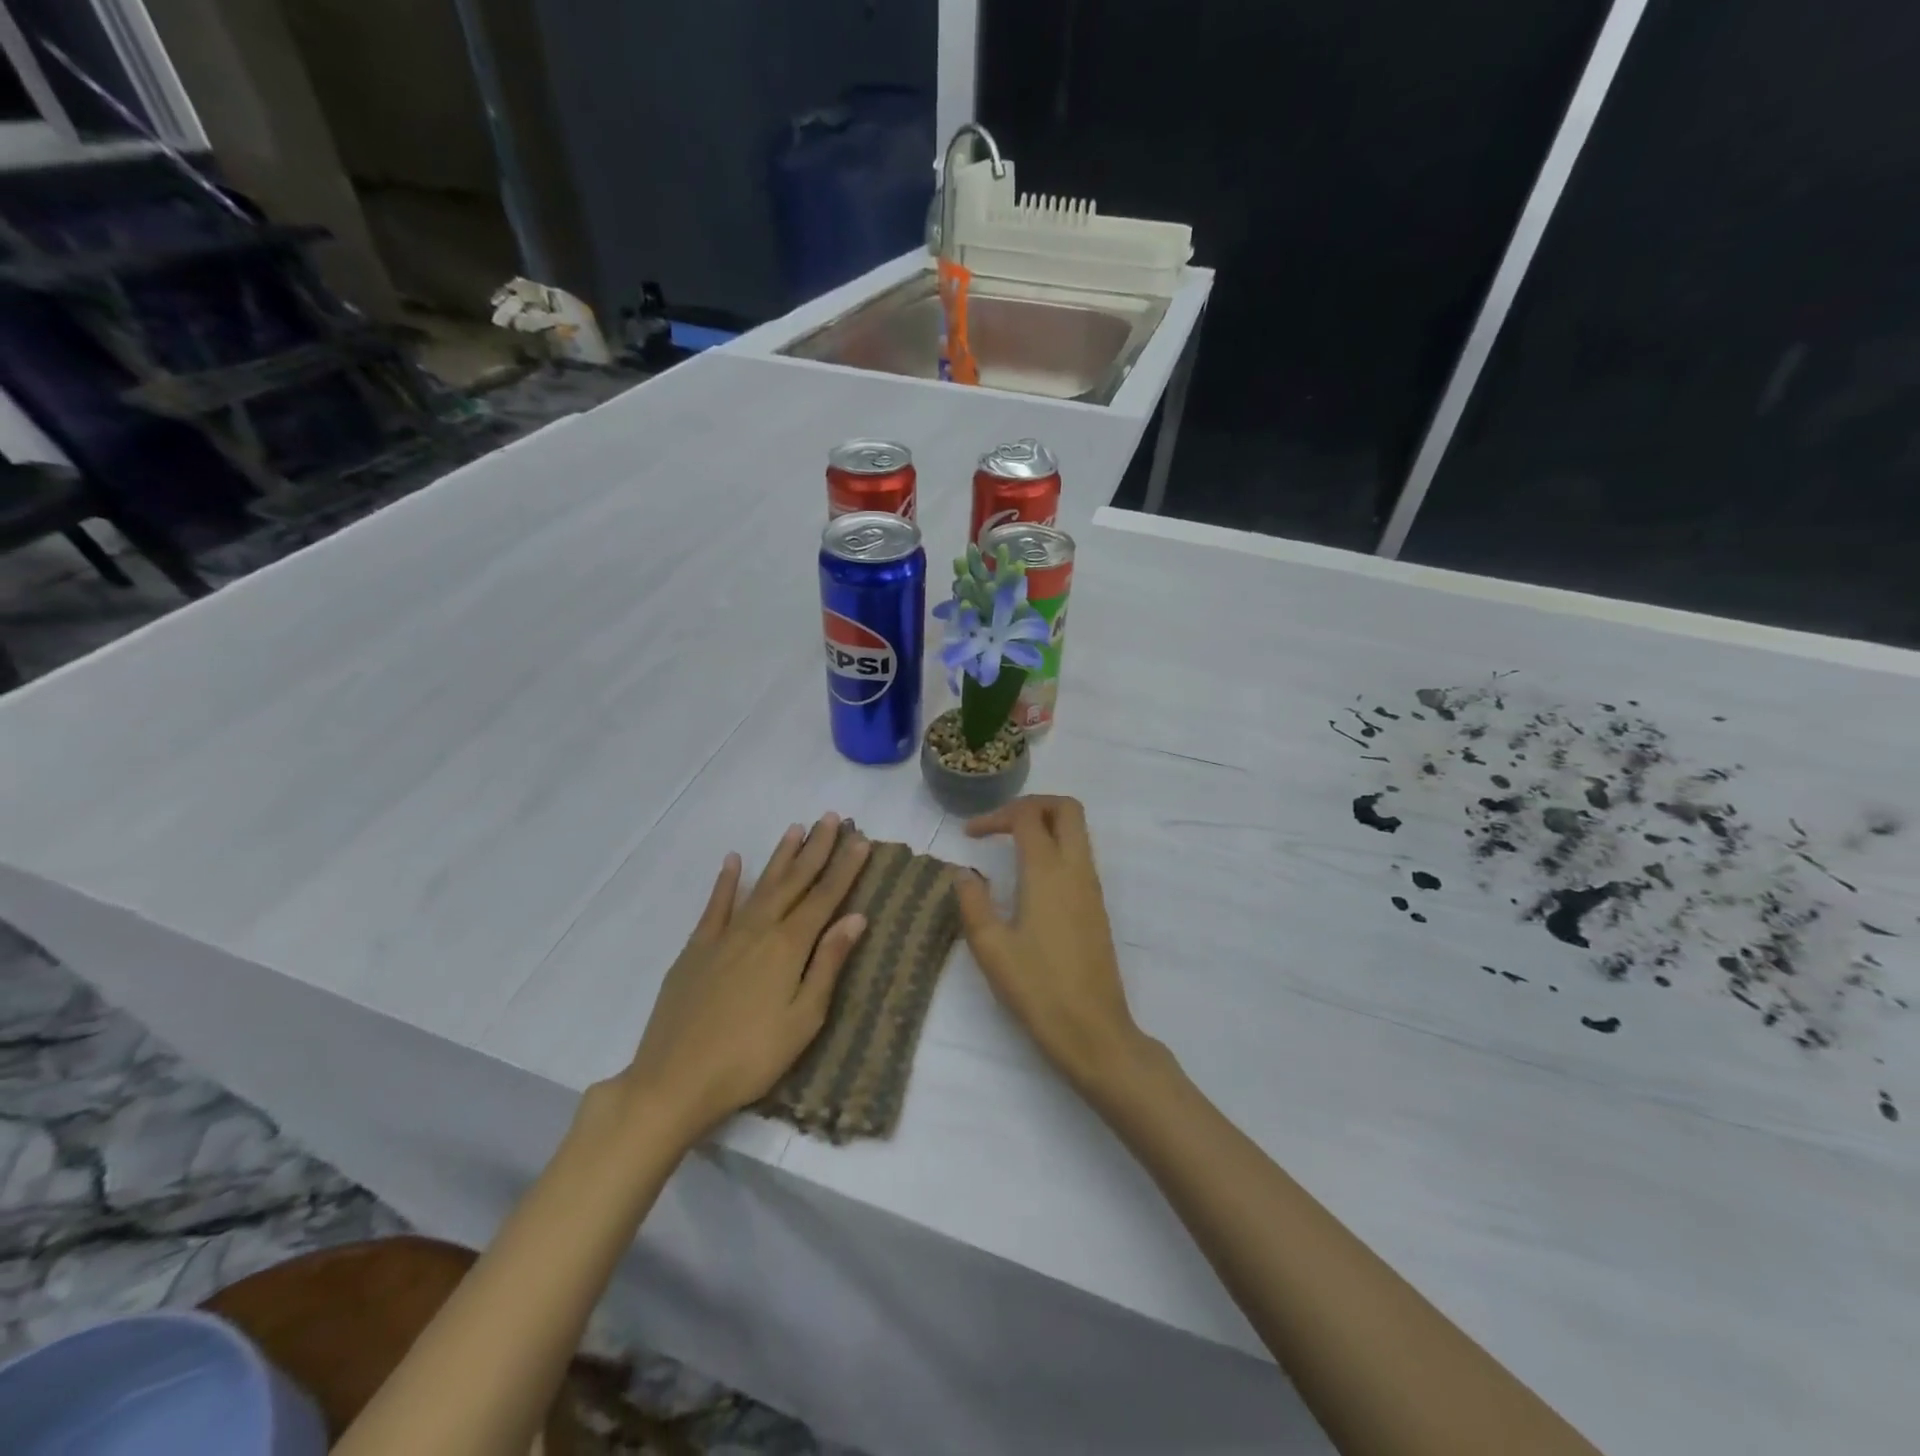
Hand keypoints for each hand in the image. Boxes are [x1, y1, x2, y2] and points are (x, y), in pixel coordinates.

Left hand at [617, 814, 871, 1142]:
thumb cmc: (751, 1057)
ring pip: (760, 885)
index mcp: (789, 946)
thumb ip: (828, 964)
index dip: (845, 868)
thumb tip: (856, 917)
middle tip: (831, 818)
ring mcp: (724, 936)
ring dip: (780, 856)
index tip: (860, 840)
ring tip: (795, 828)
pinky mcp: (696, 949)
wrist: (674, 1080)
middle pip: (795, 881)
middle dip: (816, 849)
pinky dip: (727, 881)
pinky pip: (716, 905)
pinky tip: (734, 860)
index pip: (825, 897)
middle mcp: (759, 929)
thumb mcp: (803, 1019)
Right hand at [955, 796, 1147, 1094]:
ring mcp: (1092, 888)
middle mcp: (1076, 870)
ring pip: (1078, 831)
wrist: (1094, 1031)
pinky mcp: (1097, 907)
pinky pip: (1080, 856)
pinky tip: (1030, 878)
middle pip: (1066, 809)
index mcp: (1048, 872)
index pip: (1027, 817)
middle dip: (1032, 804)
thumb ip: (973, 902)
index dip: (996, 816)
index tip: (970, 835)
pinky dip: (1056, 848)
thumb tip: (964, 872)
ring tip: (1010, 845)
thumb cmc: (1038, 989)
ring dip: (1046, 825)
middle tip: (1001, 824)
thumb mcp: (991, 948)